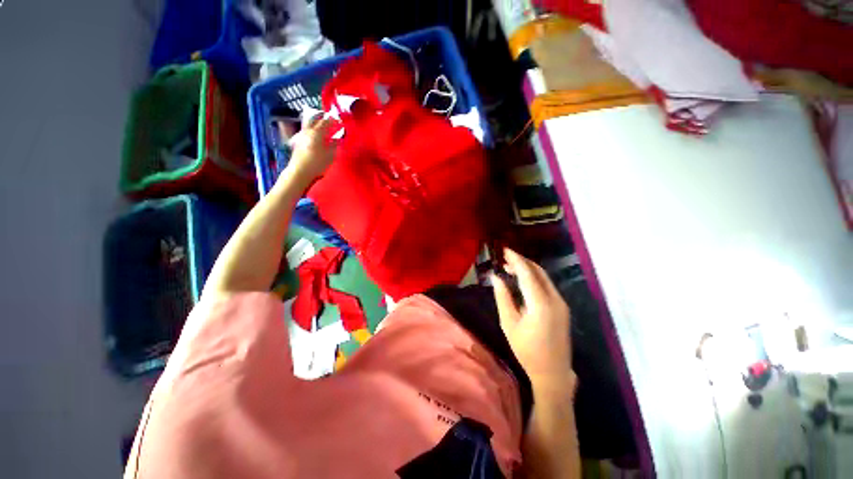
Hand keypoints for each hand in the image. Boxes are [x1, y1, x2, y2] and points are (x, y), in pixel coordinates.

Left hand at [285, 116, 337, 186]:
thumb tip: (338, 139)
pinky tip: (317, 137)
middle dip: (323, 119)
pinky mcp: (298, 142)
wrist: (300, 171)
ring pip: (310, 125)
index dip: (333, 121)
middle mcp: (307, 132)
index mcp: (316, 133)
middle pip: (315, 120)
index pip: (325, 122)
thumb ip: (335, 145)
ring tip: (324, 129)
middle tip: (330, 121)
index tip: (338, 121)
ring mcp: (301, 136)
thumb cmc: (317, 163)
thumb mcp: (330, 155)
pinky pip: (307, 132)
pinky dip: (313, 132)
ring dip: (317, 125)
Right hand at [493, 249, 572, 389]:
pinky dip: (534, 278)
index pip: (527, 273)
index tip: (505, 250)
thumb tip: (496, 277)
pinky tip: (522, 280)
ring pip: (544, 277)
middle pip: (538, 271)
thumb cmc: (527, 350)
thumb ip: (502, 297)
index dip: (516, 259)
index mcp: (541, 304)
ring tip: (510, 267)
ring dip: (528, 269)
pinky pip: (547, 285)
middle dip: (522, 261)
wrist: (553, 372)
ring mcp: (561, 303)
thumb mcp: (509, 323)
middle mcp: (555, 299)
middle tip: (506, 257)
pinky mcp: (562, 307)